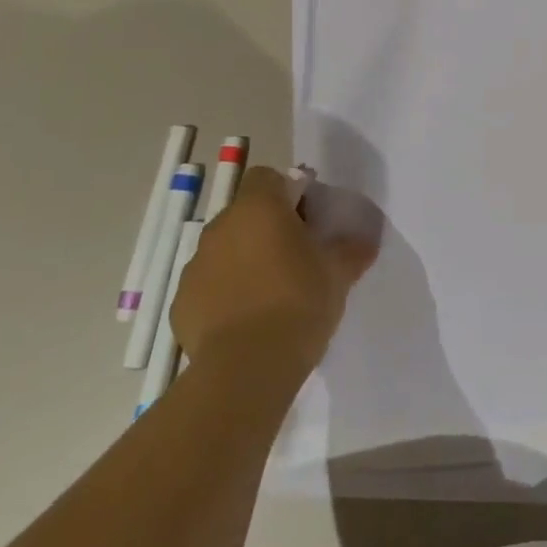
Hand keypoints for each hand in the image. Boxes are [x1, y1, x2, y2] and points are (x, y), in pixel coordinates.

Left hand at [171, 167, 377, 381]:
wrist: (246, 369)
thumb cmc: (299, 303)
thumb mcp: (339, 273)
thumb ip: (351, 249)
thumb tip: (365, 240)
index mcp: (259, 207)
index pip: (268, 177)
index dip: (288, 192)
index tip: (308, 220)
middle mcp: (221, 227)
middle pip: (246, 213)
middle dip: (267, 229)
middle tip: (295, 257)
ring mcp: (195, 265)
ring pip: (225, 249)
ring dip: (245, 260)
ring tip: (271, 294)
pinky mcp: (180, 303)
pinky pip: (208, 286)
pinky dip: (225, 294)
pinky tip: (247, 321)